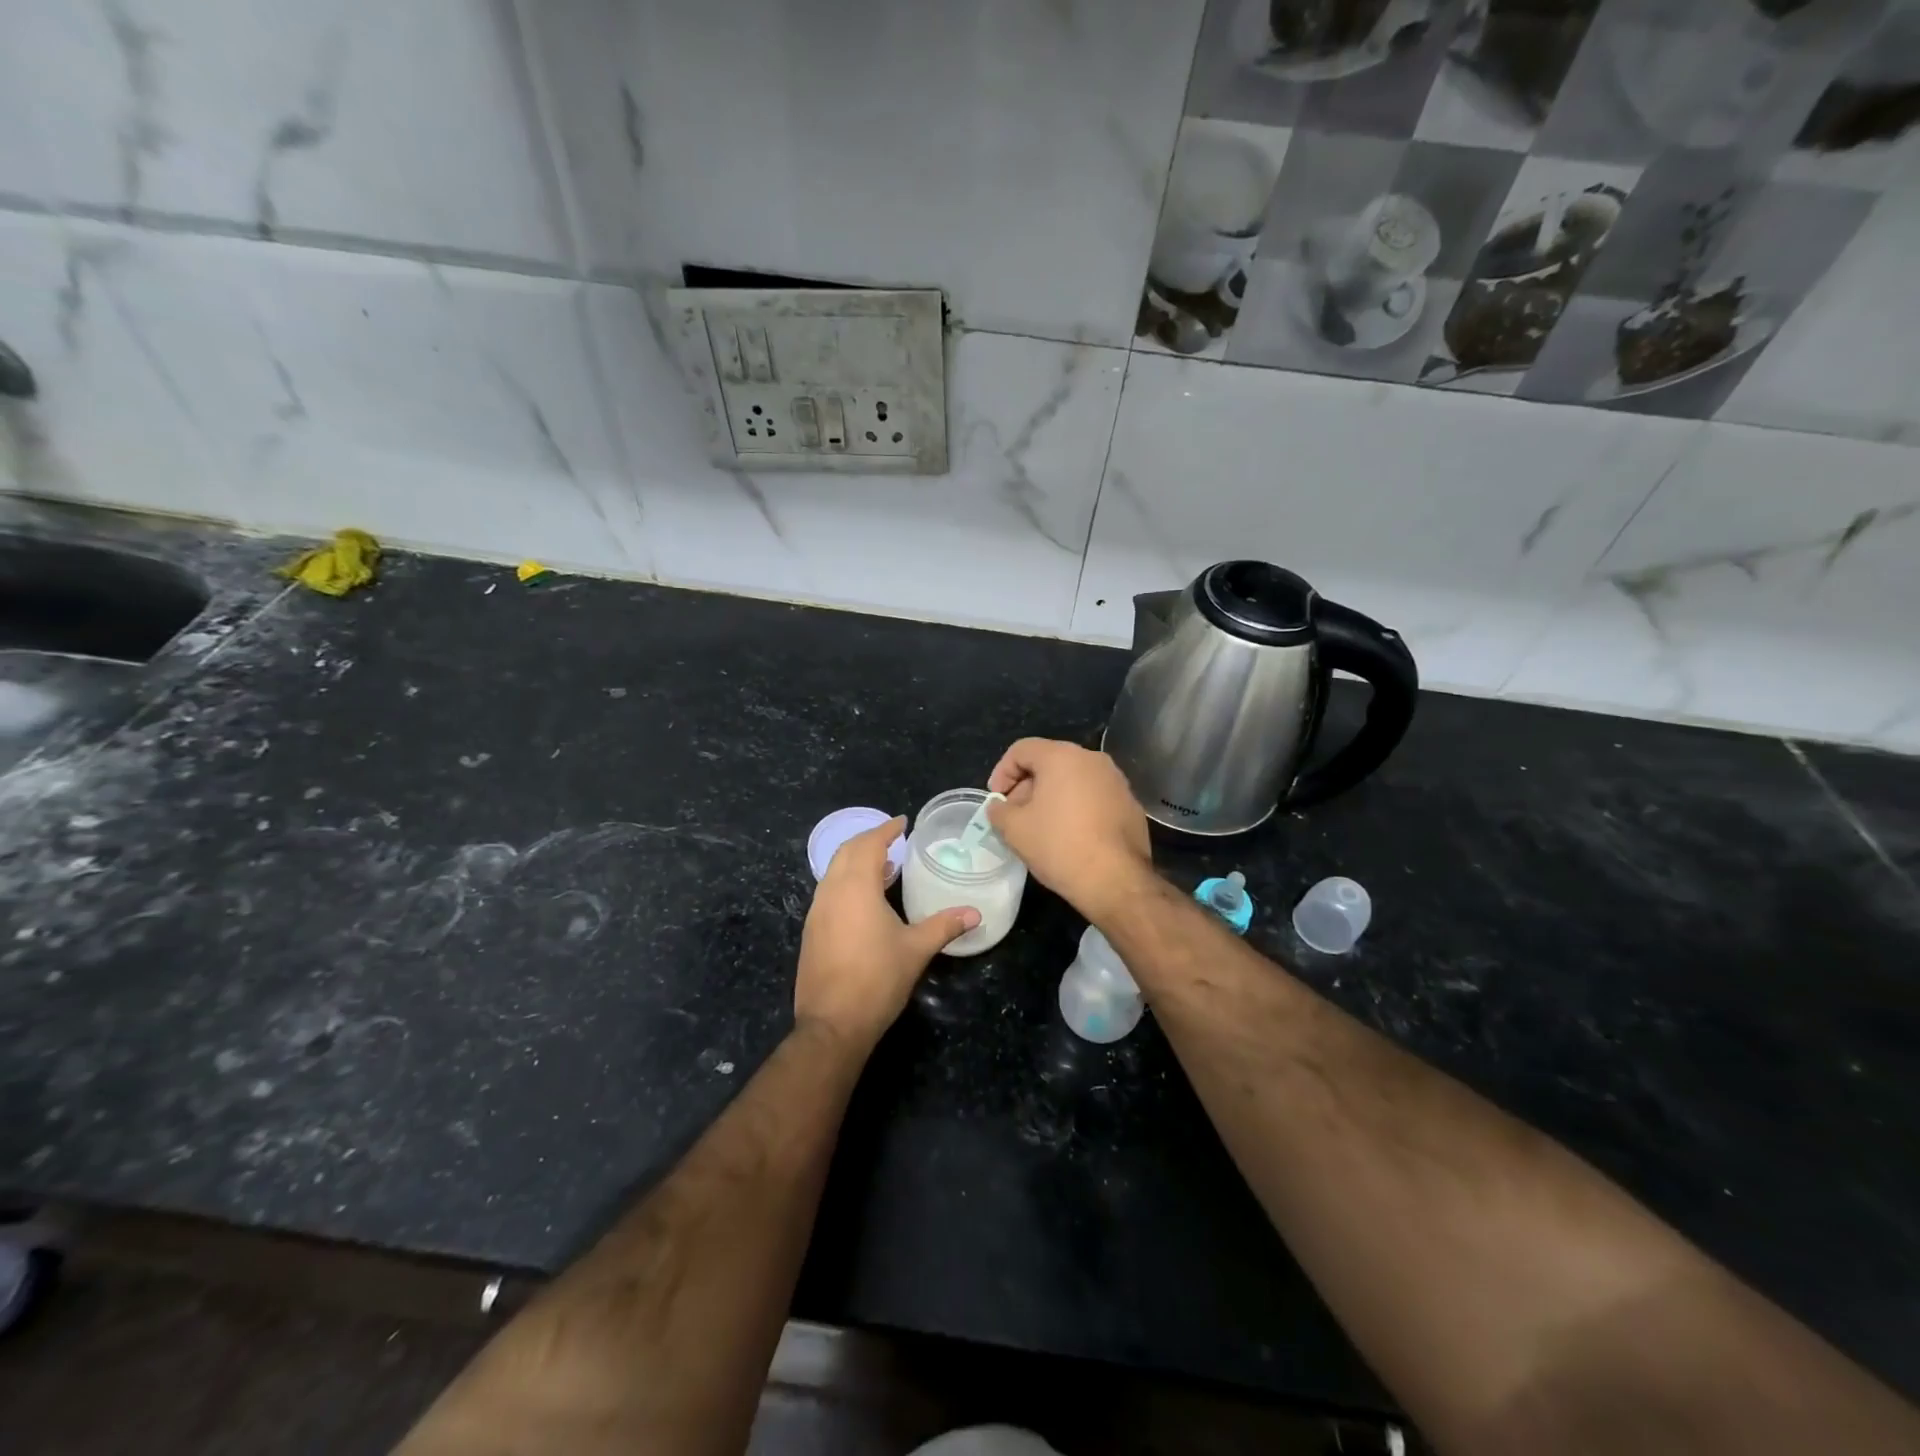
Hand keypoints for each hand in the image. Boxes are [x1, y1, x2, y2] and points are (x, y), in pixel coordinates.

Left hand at [796, 817, 978, 1048]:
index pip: (868, 845)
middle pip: (846, 852)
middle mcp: (831, 892)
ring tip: (884, 868)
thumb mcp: (916, 950)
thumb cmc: (876, 980)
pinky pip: (828, 892)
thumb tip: (974, 913)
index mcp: (855, 888)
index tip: (901, 822)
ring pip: (834, 872)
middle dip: (868, 841)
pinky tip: (865, 901)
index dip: (885, 830)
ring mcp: (816, 912)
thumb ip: (944, 926)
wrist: (832, 1024)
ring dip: (856, 862)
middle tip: (893, 841)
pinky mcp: (811, 931)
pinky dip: (846, 882)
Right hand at [987, 738, 1152, 922]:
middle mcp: (1093, 759)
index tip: (996, 801)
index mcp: (1062, 756)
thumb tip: (999, 807)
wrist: (1116, 880)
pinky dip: (1076, 807)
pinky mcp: (1130, 803)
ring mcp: (1116, 781)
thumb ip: (999, 811)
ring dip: (1052, 797)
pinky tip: (1070, 836)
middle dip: (1027, 786)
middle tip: (1015, 815)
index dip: (1002, 772)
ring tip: (1041, 827)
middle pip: (1049, 762)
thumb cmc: (1059, 846)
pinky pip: (1094, 796)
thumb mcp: (1014, 829)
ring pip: (1073, 779)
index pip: (1022, 749)